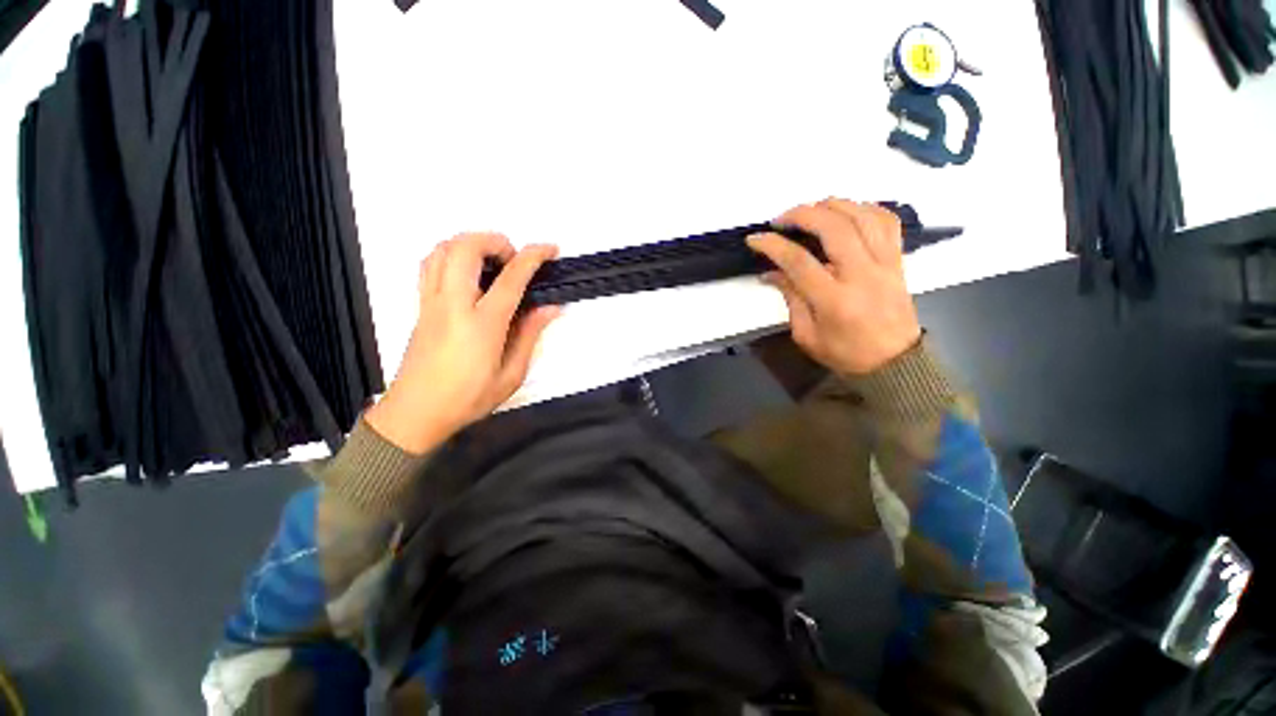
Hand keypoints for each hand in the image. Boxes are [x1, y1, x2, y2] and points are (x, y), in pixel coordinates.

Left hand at [365, 234, 560, 453]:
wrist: (416, 413)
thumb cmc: (469, 398)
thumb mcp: (511, 374)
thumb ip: (529, 335)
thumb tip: (550, 307)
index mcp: (482, 325)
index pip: (511, 278)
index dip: (533, 257)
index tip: (550, 249)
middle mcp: (453, 305)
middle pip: (465, 248)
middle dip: (494, 240)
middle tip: (514, 258)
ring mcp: (431, 302)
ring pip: (442, 250)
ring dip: (469, 242)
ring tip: (492, 260)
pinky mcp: (420, 306)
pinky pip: (430, 264)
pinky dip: (450, 253)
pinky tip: (467, 271)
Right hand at [747, 200, 921, 374]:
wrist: (894, 363)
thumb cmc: (844, 353)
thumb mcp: (806, 335)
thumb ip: (791, 299)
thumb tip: (771, 273)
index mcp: (834, 300)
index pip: (799, 262)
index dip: (773, 245)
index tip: (755, 239)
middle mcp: (862, 275)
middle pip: (834, 228)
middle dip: (803, 214)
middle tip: (782, 218)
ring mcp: (885, 264)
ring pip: (863, 217)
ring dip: (833, 205)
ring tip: (811, 209)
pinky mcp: (898, 260)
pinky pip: (887, 221)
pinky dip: (866, 208)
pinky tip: (847, 212)